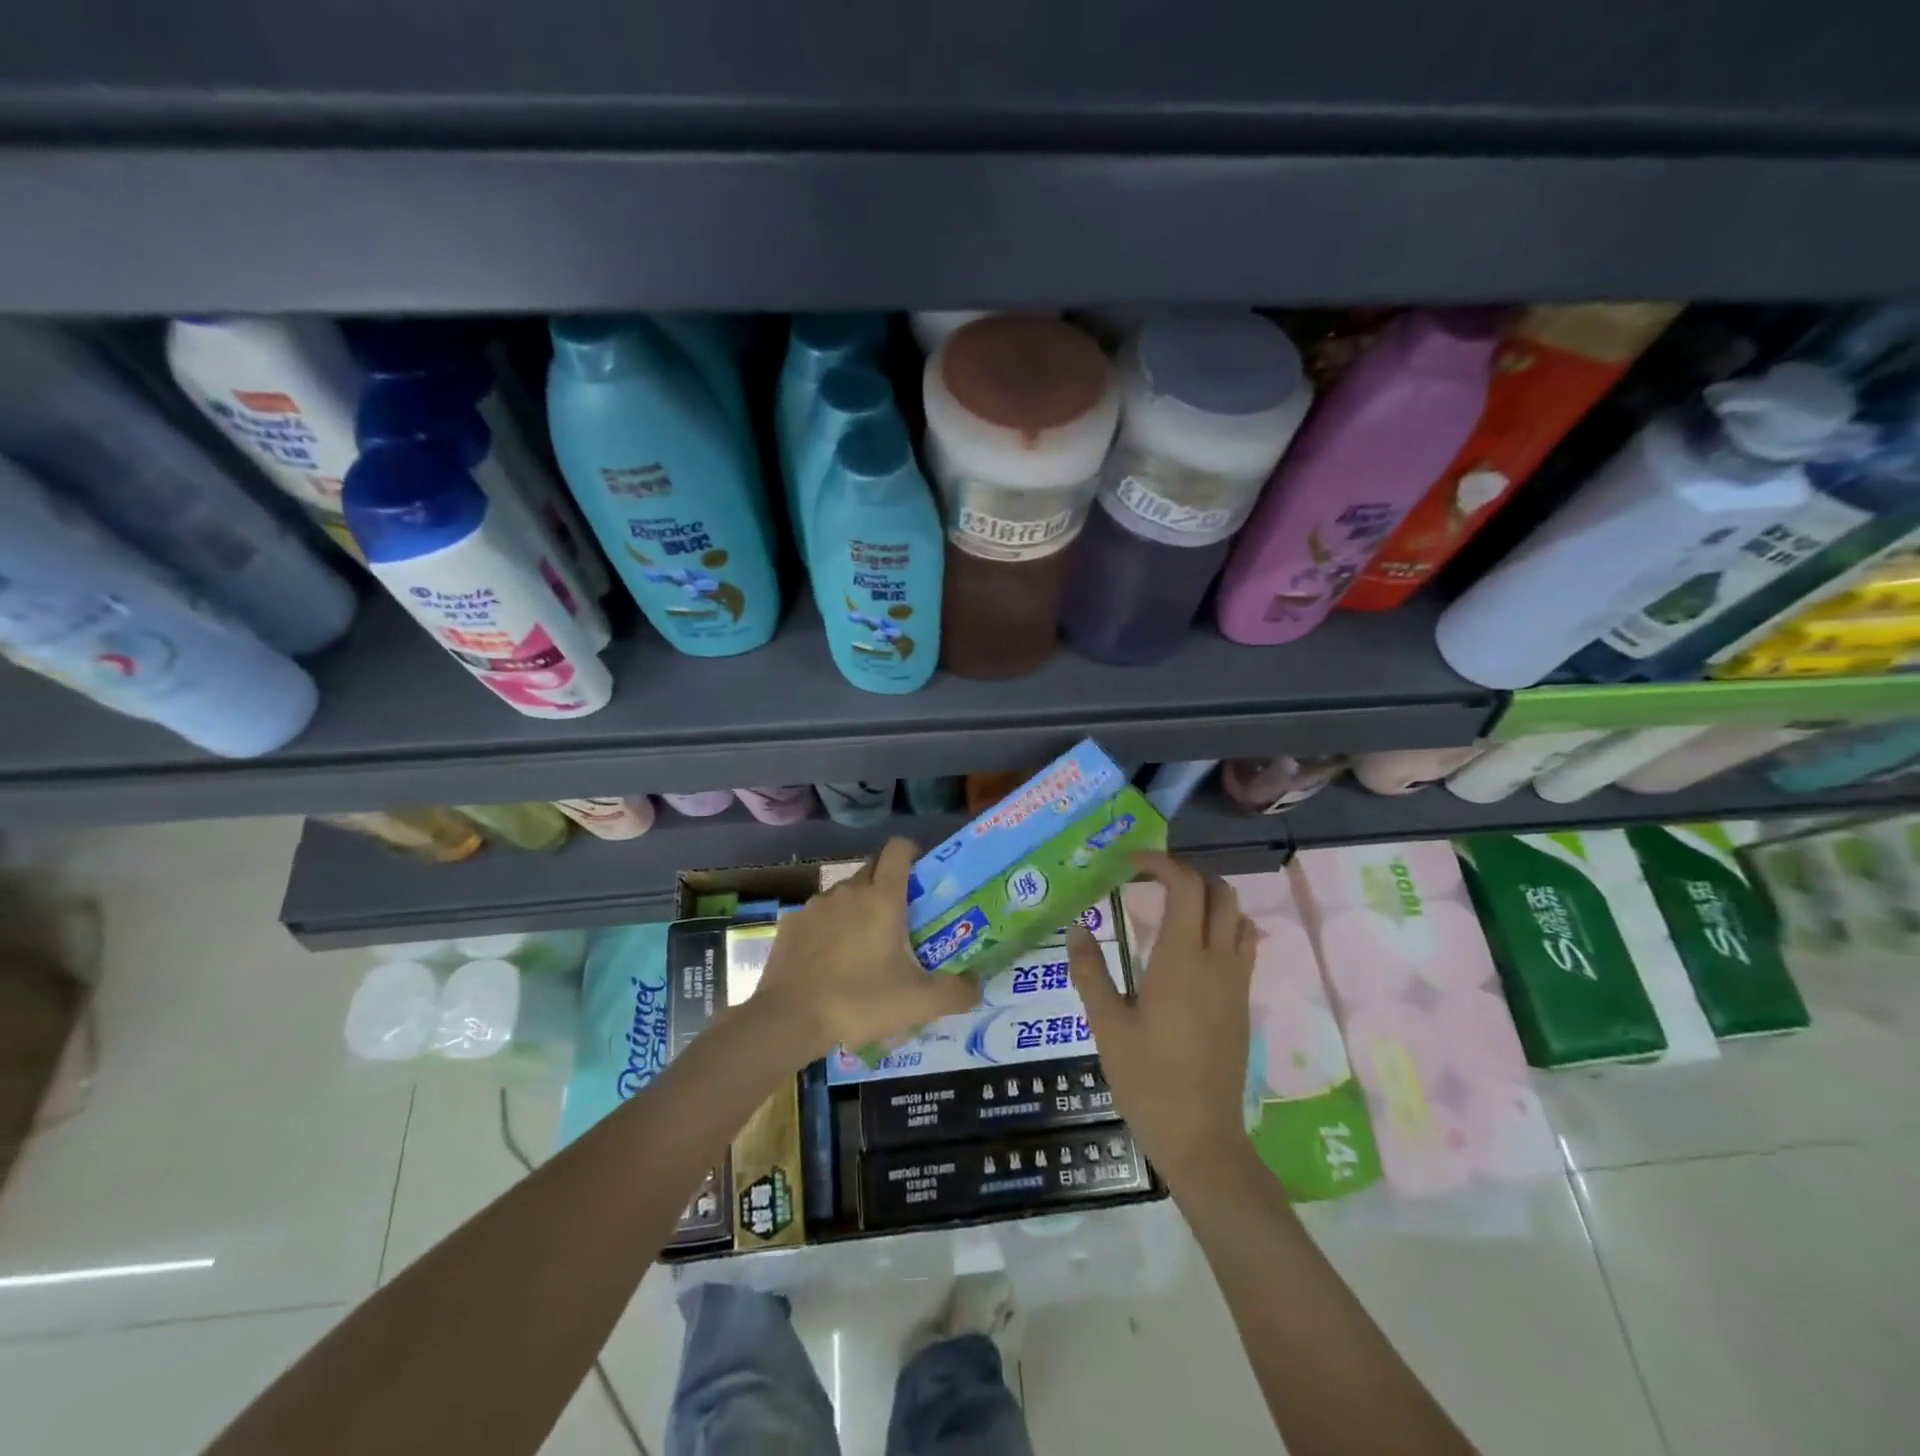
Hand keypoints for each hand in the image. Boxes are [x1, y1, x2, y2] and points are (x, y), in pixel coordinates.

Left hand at [757, 838, 978, 1056]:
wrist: (789, 1019)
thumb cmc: (860, 1001)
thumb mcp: (919, 1003)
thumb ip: (957, 991)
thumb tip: (978, 985)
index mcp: (882, 897)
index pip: (898, 849)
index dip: (912, 852)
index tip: (922, 874)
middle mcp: (848, 890)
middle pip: (873, 868)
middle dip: (889, 883)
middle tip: (902, 917)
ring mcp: (816, 905)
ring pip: (845, 894)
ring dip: (858, 908)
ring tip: (865, 946)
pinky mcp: (791, 924)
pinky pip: (819, 916)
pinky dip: (829, 929)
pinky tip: (831, 961)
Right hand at [1069, 852, 1255, 1183]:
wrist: (1202, 1137)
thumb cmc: (1147, 1079)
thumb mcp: (1106, 1025)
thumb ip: (1090, 972)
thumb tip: (1077, 929)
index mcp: (1180, 959)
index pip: (1185, 886)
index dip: (1161, 863)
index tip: (1132, 863)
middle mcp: (1216, 961)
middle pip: (1219, 892)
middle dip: (1187, 874)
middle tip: (1151, 880)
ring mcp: (1236, 982)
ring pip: (1237, 916)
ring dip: (1210, 898)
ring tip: (1172, 906)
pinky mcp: (1243, 1002)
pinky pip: (1243, 945)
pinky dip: (1223, 926)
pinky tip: (1193, 946)